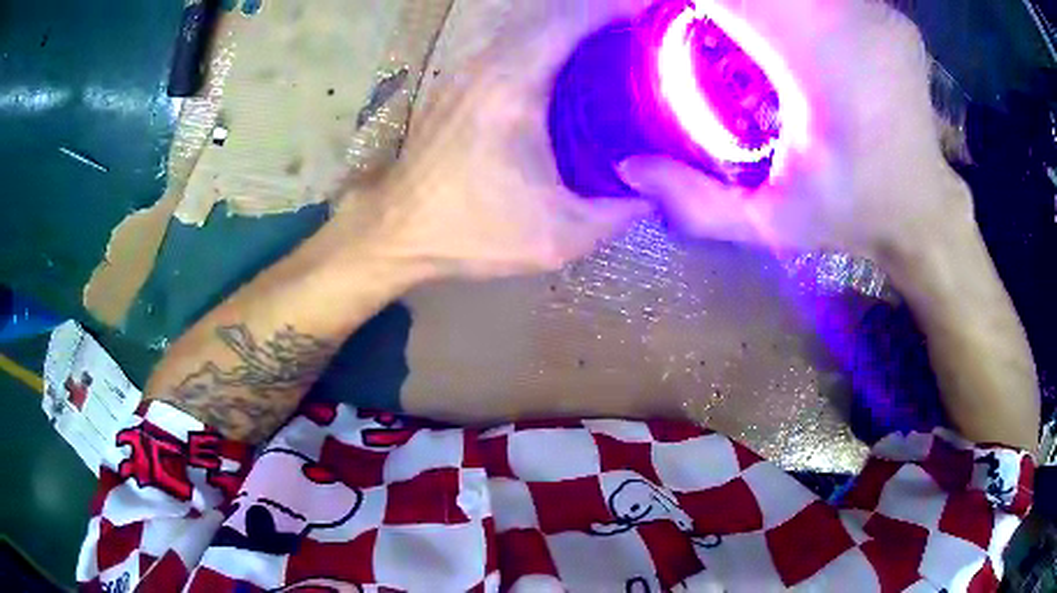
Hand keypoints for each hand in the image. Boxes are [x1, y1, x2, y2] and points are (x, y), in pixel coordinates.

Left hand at [342, 0, 655, 279]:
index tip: (654, 14)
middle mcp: (488, 64)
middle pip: (553, 15)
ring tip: (617, 43)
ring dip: (574, 26)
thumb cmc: (471, 233)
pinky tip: (571, 65)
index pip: (571, 22)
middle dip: (601, 15)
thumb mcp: (558, 238)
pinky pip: (512, 43)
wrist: (396, 232)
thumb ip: (619, 214)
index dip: (616, 9)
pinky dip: (548, 42)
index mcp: (514, 88)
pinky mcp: (458, 82)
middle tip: (644, 33)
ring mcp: (468, 69)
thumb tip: (658, 192)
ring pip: (529, 26)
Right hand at [618, 0, 972, 262]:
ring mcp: (878, 12)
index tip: (662, 13)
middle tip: (709, 26)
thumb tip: (629, 168)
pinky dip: (795, 5)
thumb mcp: (774, 223)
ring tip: (745, 29)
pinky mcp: (888, 13)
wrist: (926, 212)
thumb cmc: (856, 217)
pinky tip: (788, 25)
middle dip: (729, 5)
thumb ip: (699, 204)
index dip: (691, 1)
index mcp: (825, 65)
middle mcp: (856, 21)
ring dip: (763, 4)